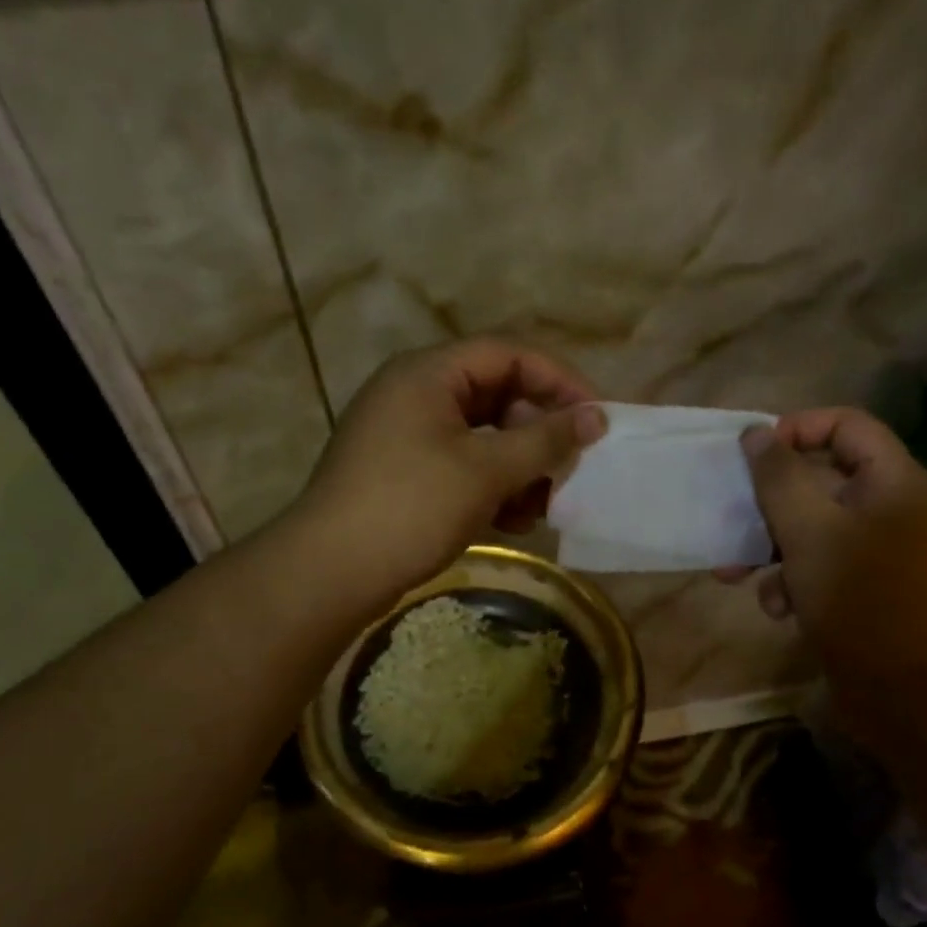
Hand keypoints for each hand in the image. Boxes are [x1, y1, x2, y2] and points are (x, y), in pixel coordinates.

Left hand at [292, 339, 605, 598]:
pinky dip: (492, 487)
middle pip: (497, 395)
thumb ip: (545, 440)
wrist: (330, 572)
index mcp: (428, 373)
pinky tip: (512, 522)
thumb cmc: (411, 507)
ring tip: (544, 504)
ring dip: (519, 467)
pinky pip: (461, 466)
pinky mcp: (403, 474)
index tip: (596, 418)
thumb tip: (596, 417)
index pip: (508, 354)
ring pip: (482, 437)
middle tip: (572, 467)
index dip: (558, 380)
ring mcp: (405, 436)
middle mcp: (415, 394)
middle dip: (539, 433)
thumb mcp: (486, 471)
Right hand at [721, 409, 926, 689]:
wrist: (908, 693)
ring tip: (732, 574)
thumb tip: (756, 433)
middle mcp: (889, 508)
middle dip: (767, 503)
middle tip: (729, 518)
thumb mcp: (807, 530)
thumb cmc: (859, 598)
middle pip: (820, 479)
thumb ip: (778, 477)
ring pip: (811, 528)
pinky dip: (792, 581)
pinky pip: (819, 567)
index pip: (846, 424)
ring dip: (768, 548)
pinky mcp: (864, 590)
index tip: (751, 454)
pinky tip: (777, 609)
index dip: (796, 428)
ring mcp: (878, 552)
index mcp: (891, 481)